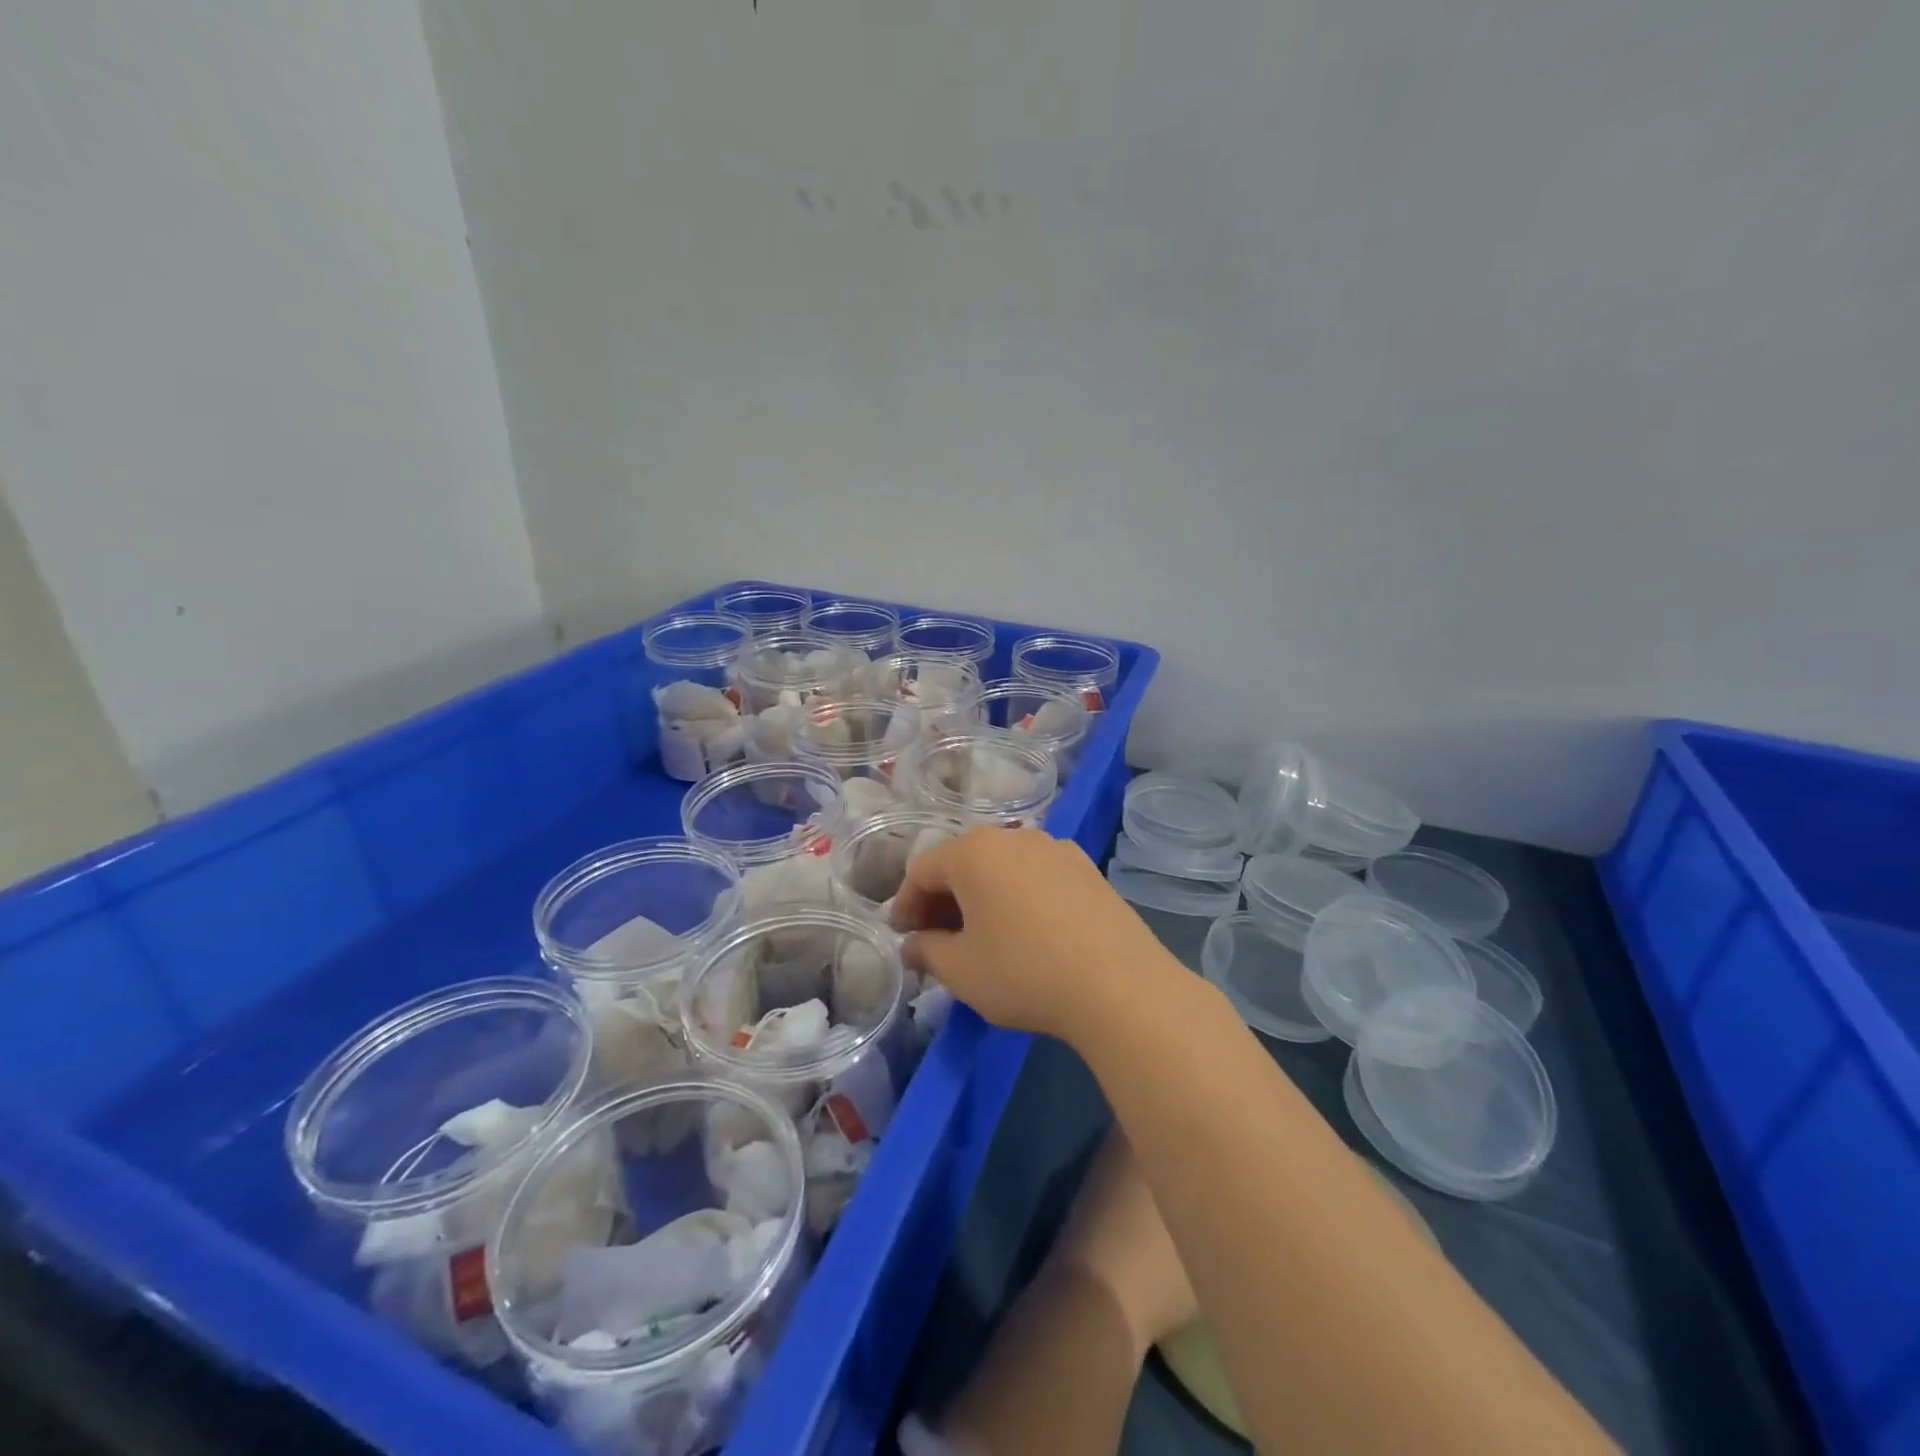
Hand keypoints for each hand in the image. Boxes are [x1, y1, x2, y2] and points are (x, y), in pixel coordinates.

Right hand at [890, 827, 1175, 1042]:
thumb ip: (927, 951)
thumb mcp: (961, 971)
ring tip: (980, 933)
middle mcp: (1014, 836)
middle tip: (935, 936)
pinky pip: (1036, 874)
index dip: (905, 903)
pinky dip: (1018, 895)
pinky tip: (1025, 929)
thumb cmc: (1024, 972)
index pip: (923, 870)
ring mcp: (1056, 848)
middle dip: (943, 898)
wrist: (1119, 984)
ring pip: (1002, 866)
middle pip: (963, 861)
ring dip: (982, 895)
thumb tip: (913, 944)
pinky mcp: (1087, 868)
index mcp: (974, 852)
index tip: (901, 935)